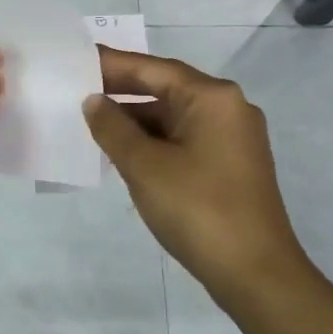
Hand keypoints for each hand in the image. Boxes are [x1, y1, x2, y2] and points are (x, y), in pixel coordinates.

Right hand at [83, 45, 309, 303]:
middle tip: (77, 89)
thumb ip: (113, 128)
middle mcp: (228, 109)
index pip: (153, 69)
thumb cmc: (197, 209)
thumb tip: (94, 101)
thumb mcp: (145, 166)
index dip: (113, 64)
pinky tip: (124, 151)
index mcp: (212, 98)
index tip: (78, 60)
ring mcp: (233, 138)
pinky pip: (185, 139)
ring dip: (136, 119)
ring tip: (92, 122)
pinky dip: (154, 140)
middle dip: (122, 91)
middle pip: (166, 89)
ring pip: (174, 117)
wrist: (255, 273)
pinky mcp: (231, 165)